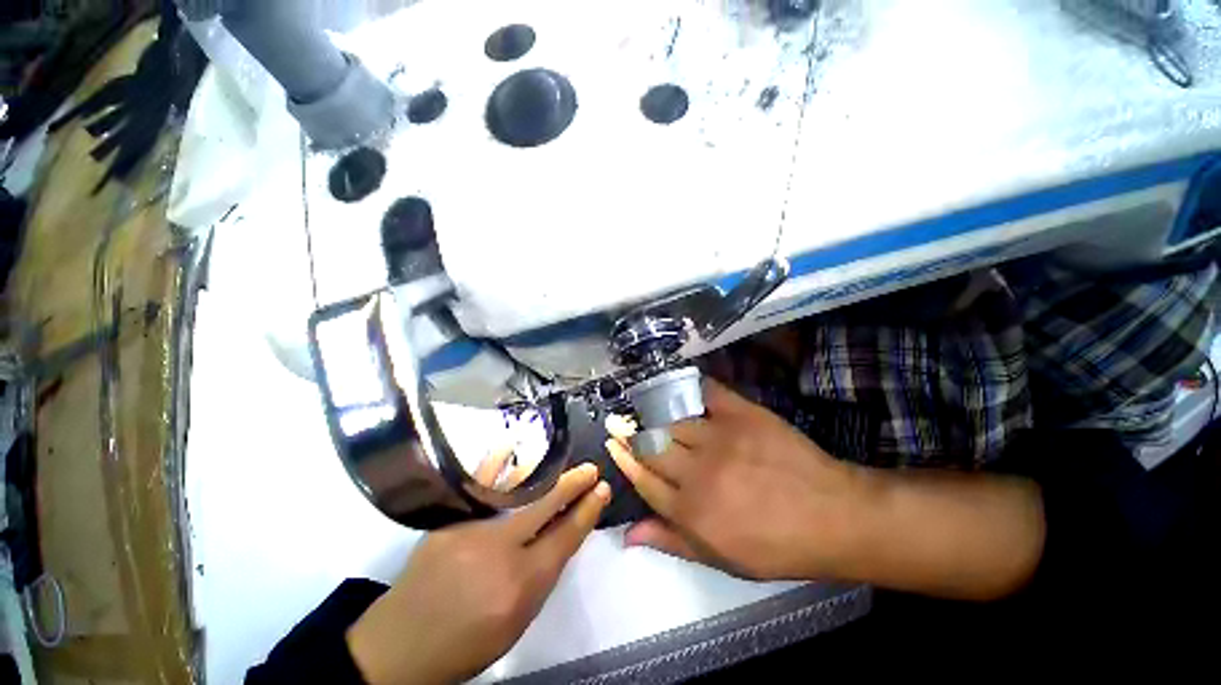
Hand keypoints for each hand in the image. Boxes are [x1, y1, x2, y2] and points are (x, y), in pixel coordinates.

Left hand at [346, 464, 610, 683]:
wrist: (398, 647)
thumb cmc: (466, 643)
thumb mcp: (516, 622)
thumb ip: (541, 577)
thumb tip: (560, 535)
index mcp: (521, 585)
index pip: (565, 537)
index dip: (587, 511)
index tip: (602, 491)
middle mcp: (498, 551)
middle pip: (546, 506)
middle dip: (573, 485)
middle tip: (591, 469)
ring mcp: (470, 531)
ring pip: (517, 494)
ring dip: (546, 477)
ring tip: (562, 465)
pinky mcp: (448, 522)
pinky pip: (480, 490)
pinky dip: (497, 469)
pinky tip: (510, 449)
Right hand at [607, 380, 863, 580]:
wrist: (832, 515)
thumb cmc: (776, 545)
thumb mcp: (721, 558)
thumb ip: (672, 540)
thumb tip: (628, 534)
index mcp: (691, 510)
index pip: (644, 479)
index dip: (625, 461)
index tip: (612, 445)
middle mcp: (697, 471)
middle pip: (652, 446)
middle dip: (629, 434)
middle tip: (617, 422)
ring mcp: (719, 437)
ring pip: (672, 420)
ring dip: (654, 414)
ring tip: (642, 407)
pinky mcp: (741, 414)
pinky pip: (706, 393)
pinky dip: (689, 387)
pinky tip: (678, 386)